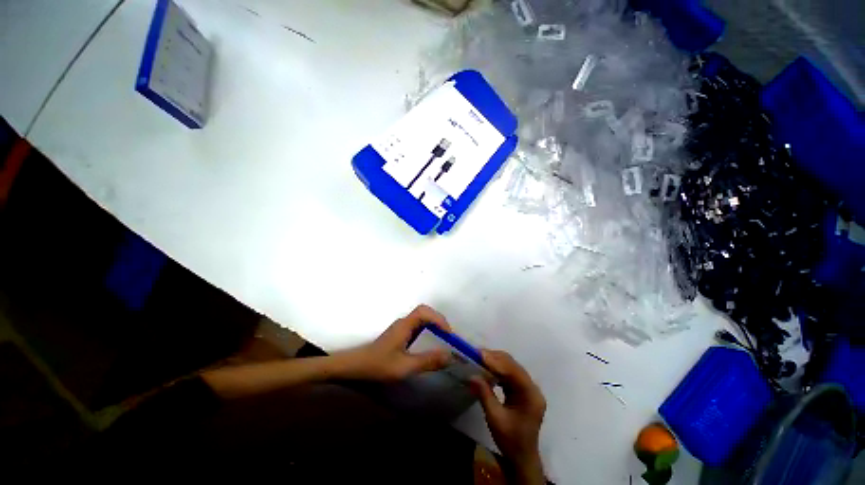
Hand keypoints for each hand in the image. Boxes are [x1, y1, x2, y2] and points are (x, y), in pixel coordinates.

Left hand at [338, 305, 452, 381]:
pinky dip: (427, 329)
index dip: (438, 319)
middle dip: (438, 320)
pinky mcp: (398, 333)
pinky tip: (428, 342)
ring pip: (420, 318)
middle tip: (448, 335)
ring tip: (442, 338)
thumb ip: (427, 361)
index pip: (424, 312)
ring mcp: (400, 327)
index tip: (448, 333)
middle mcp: (403, 322)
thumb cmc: (378, 365)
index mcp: (405, 325)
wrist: (355, 366)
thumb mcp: (404, 366)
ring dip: (433, 324)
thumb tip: (449, 356)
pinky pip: (417, 325)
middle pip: (424, 312)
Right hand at [470, 350, 545, 484]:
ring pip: (512, 367)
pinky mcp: (523, 390)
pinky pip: (510, 374)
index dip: (496, 361)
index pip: (513, 372)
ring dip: (496, 362)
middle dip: (495, 358)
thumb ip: (485, 394)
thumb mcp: (495, 418)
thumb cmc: (510, 440)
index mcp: (531, 395)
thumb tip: (472, 375)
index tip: (480, 354)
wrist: (522, 458)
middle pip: (514, 366)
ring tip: (480, 358)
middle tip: (477, 354)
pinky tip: (488, 368)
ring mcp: (529, 389)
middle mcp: (533, 388)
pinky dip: (498, 369)